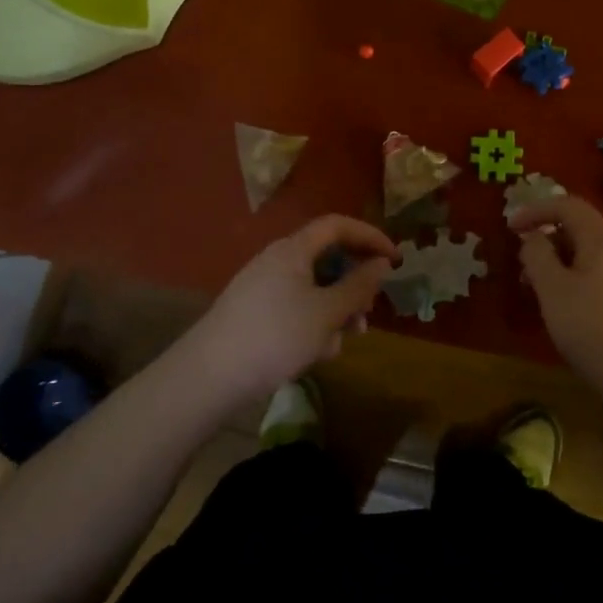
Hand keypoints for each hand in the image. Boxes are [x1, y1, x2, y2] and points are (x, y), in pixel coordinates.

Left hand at [185, 216, 399, 398]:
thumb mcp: (327, 313)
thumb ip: (358, 286)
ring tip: (338, 345)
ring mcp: (262, 286)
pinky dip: (312, 324)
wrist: (208, 376)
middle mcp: (277, 260)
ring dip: (334, 311)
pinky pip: (295, 307)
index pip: (338, 225)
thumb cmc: (275, 336)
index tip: (395, 260)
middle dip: (352, 286)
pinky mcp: (254, 312)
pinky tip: (312, 355)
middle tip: (366, 315)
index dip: (370, 236)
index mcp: (293, 249)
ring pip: (313, 289)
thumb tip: (381, 263)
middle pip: (327, 259)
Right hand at [508, 195, 602, 385]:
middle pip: (581, 230)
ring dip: (562, 265)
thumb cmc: (593, 327)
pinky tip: (573, 313)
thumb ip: (537, 255)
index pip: (567, 205)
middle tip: (523, 272)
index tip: (510, 229)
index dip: (535, 211)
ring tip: (543, 296)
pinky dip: (580, 281)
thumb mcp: (552, 289)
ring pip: (592, 256)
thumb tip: (534, 238)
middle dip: (547, 243)